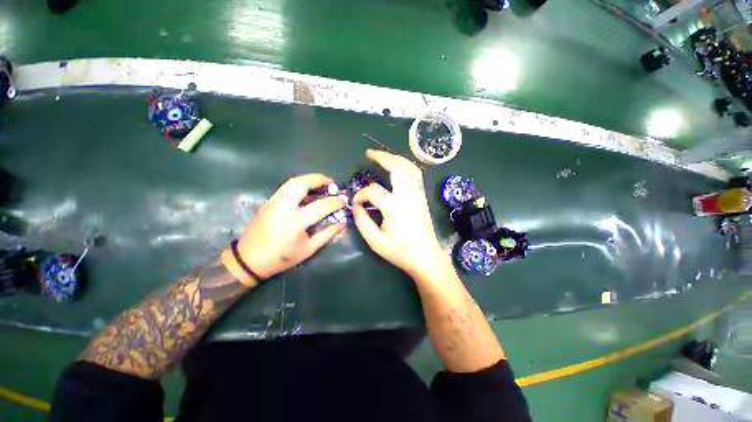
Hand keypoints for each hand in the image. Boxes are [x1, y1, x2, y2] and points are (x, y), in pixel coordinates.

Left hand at [223, 174, 345, 284]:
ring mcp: (273, 202)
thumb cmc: (282, 257)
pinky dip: (300, 185)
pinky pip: (287, 187)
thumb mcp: (309, 249)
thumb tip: (343, 221)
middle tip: (332, 184)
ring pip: (293, 182)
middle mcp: (283, 207)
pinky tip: (308, 192)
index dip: (335, 202)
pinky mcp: (269, 201)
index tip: (344, 202)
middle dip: (320, 179)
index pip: (321, 206)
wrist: (249, 259)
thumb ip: (328, 233)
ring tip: (322, 184)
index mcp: (295, 222)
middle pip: (302, 184)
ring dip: (310, 179)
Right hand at [352, 149, 448, 278]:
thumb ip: (362, 222)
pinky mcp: (422, 196)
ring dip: (395, 158)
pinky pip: (415, 174)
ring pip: (409, 167)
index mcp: (394, 207)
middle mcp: (408, 195)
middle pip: (396, 167)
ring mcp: (417, 194)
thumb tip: (356, 206)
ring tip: (383, 155)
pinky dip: (406, 165)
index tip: (356, 203)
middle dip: (382, 157)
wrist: (426, 257)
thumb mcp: (376, 241)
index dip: (360, 195)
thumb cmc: (400, 251)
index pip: (372, 191)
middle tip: (369, 153)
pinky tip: (399, 166)